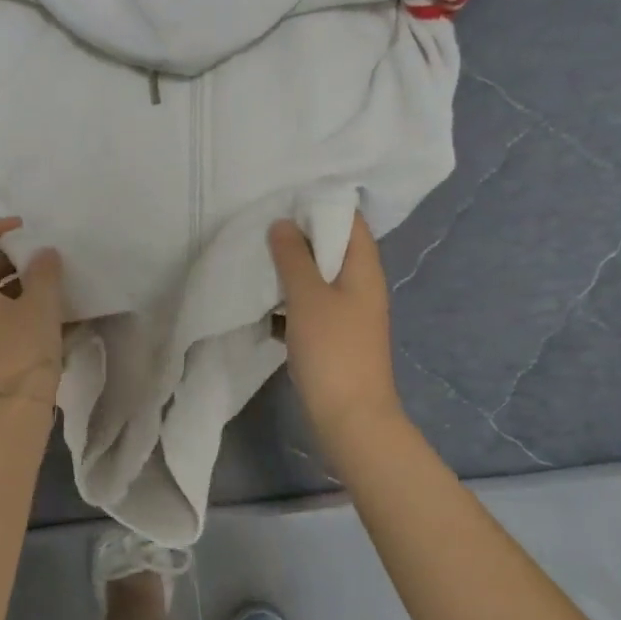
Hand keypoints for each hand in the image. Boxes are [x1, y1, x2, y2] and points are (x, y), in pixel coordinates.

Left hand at [0, 218, 63, 413]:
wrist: (12, 410)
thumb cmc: (21, 351)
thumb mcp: (39, 306)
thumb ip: (44, 273)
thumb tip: (44, 253)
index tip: (21, 227)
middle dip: (10, 256)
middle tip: (40, 255)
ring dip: (19, 281)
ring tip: (51, 281)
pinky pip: (1, 314)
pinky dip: (21, 304)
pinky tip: (51, 310)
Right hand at [268, 213, 404, 450]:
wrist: (351, 419)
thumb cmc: (333, 351)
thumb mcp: (308, 297)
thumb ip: (293, 257)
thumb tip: (282, 223)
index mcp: (364, 269)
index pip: (350, 220)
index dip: (321, 205)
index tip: (284, 200)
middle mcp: (361, 286)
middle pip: (332, 248)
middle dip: (299, 237)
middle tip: (262, 227)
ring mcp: (349, 314)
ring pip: (318, 278)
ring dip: (291, 270)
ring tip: (256, 259)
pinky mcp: (334, 337)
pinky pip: (310, 306)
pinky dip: (289, 301)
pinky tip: (262, 304)